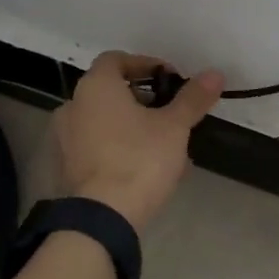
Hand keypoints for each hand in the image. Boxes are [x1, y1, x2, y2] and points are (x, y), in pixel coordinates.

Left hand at [52, 53, 223, 230]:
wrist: (102, 218)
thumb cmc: (139, 160)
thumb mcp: (174, 127)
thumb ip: (192, 99)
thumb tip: (214, 74)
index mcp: (95, 87)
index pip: (116, 60)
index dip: (145, 65)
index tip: (170, 80)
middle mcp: (72, 106)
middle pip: (109, 91)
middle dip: (142, 99)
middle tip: (170, 113)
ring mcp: (64, 139)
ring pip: (103, 121)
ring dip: (130, 125)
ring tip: (162, 144)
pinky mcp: (65, 167)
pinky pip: (95, 146)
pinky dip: (116, 147)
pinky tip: (142, 167)